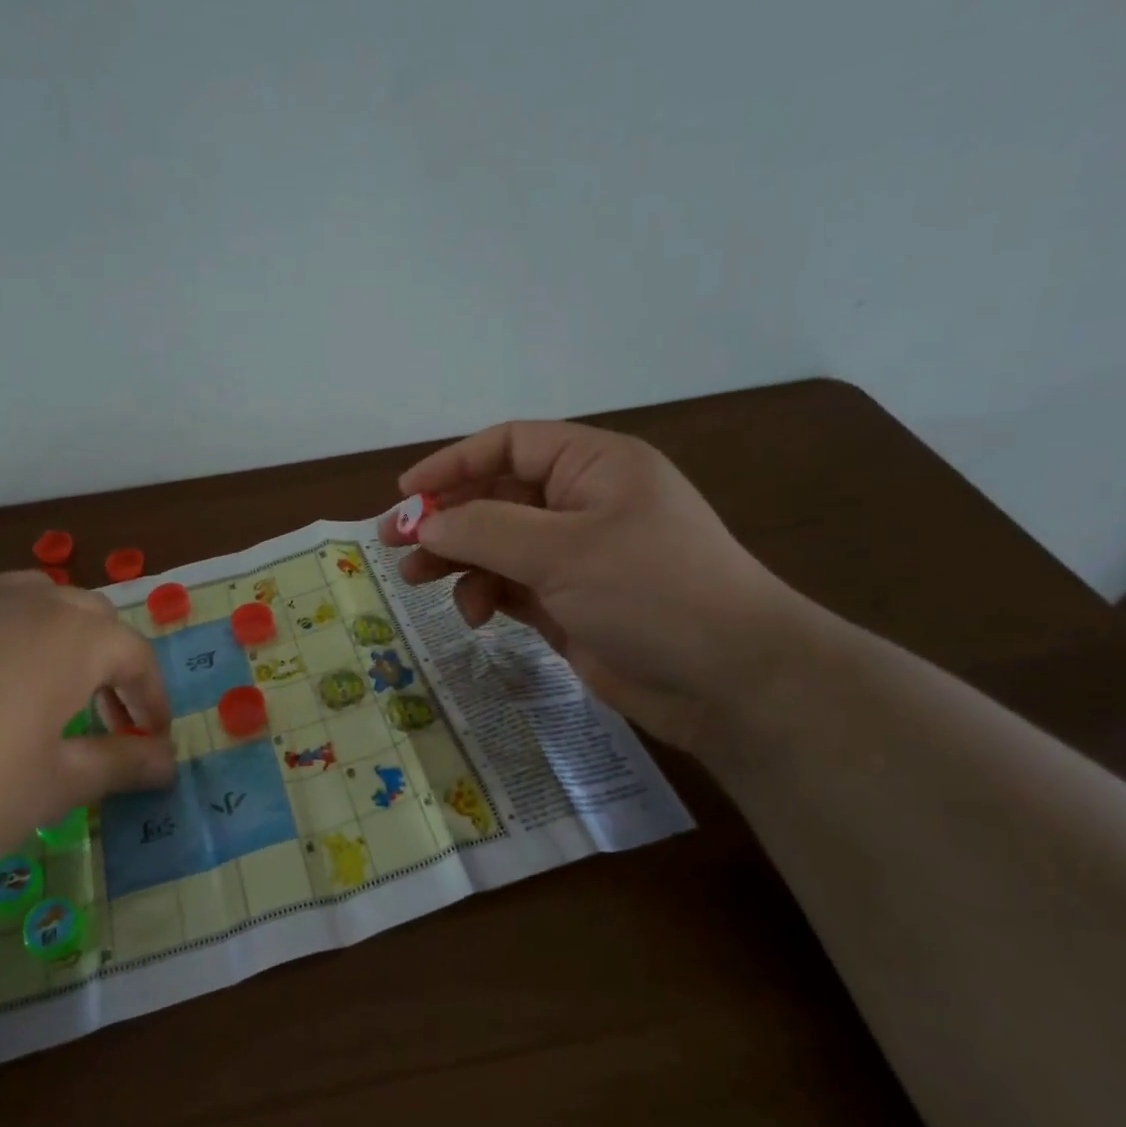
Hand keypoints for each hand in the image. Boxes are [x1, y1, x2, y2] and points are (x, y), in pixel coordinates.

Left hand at [0, 571, 176, 891]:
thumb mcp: (52, 788)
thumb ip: (118, 765)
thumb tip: (169, 762)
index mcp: (73, 637)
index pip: (136, 657)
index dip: (152, 701)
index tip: (154, 743)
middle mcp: (24, 605)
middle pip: (91, 617)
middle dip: (111, 664)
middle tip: (108, 720)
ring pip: (31, 596)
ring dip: (56, 633)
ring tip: (49, 683)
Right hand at [392, 421, 810, 751]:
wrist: (729, 682)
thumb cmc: (650, 591)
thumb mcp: (561, 551)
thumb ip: (483, 530)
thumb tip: (423, 524)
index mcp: (593, 465)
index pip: (509, 444)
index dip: (452, 464)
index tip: (406, 496)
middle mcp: (583, 502)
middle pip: (496, 496)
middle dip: (446, 520)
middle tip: (395, 545)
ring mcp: (576, 556)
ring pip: (497, 544)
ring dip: (458, 560)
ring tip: (418, 581)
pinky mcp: (570, 602)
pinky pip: (511, 585)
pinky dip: (486, 594)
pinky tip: (475, 616)